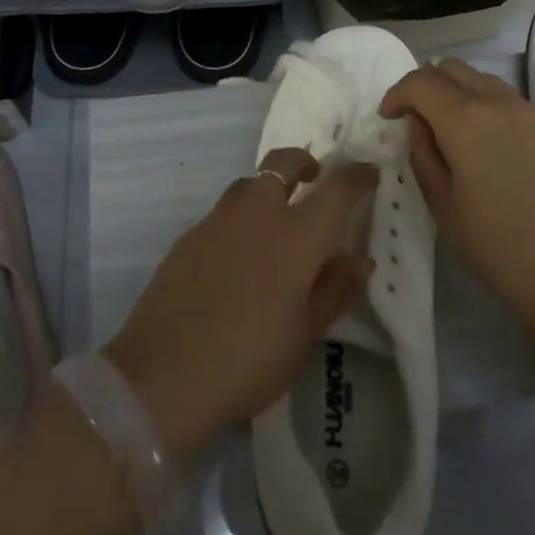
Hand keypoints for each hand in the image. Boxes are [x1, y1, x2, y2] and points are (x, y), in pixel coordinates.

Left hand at [102, 151, 376, 458]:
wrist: (165, 372)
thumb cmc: (250, 358)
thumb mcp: (305, 334)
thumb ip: (335, 289)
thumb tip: (361, 259)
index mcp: (296, 234)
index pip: (335, 189)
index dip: (356, 177)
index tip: (369, 173)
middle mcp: (258, 211)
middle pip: (283, 162)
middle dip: (304, 162)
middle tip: (315, 180)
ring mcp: (218, 218)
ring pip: (250, 183)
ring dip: (269, 187)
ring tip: (278, 219)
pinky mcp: (190, 234)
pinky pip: (224, 211)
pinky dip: (241, 217)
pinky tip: (239, 252)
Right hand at [380, 59, 534, 315]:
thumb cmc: (499, 247)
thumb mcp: (443, 206)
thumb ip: (423, 155)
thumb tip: (419, 126)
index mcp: (466, 120)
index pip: (420, 82)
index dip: (397, 94)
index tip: (388, 117)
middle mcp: (499, 103)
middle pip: (452, 68)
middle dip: (426, 85)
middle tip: (416, 118)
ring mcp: (532, 113)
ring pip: (483, 80)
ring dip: (457, 93)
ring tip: (451, 131)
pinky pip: (510, 102)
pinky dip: (486, 108)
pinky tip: (488, 147)